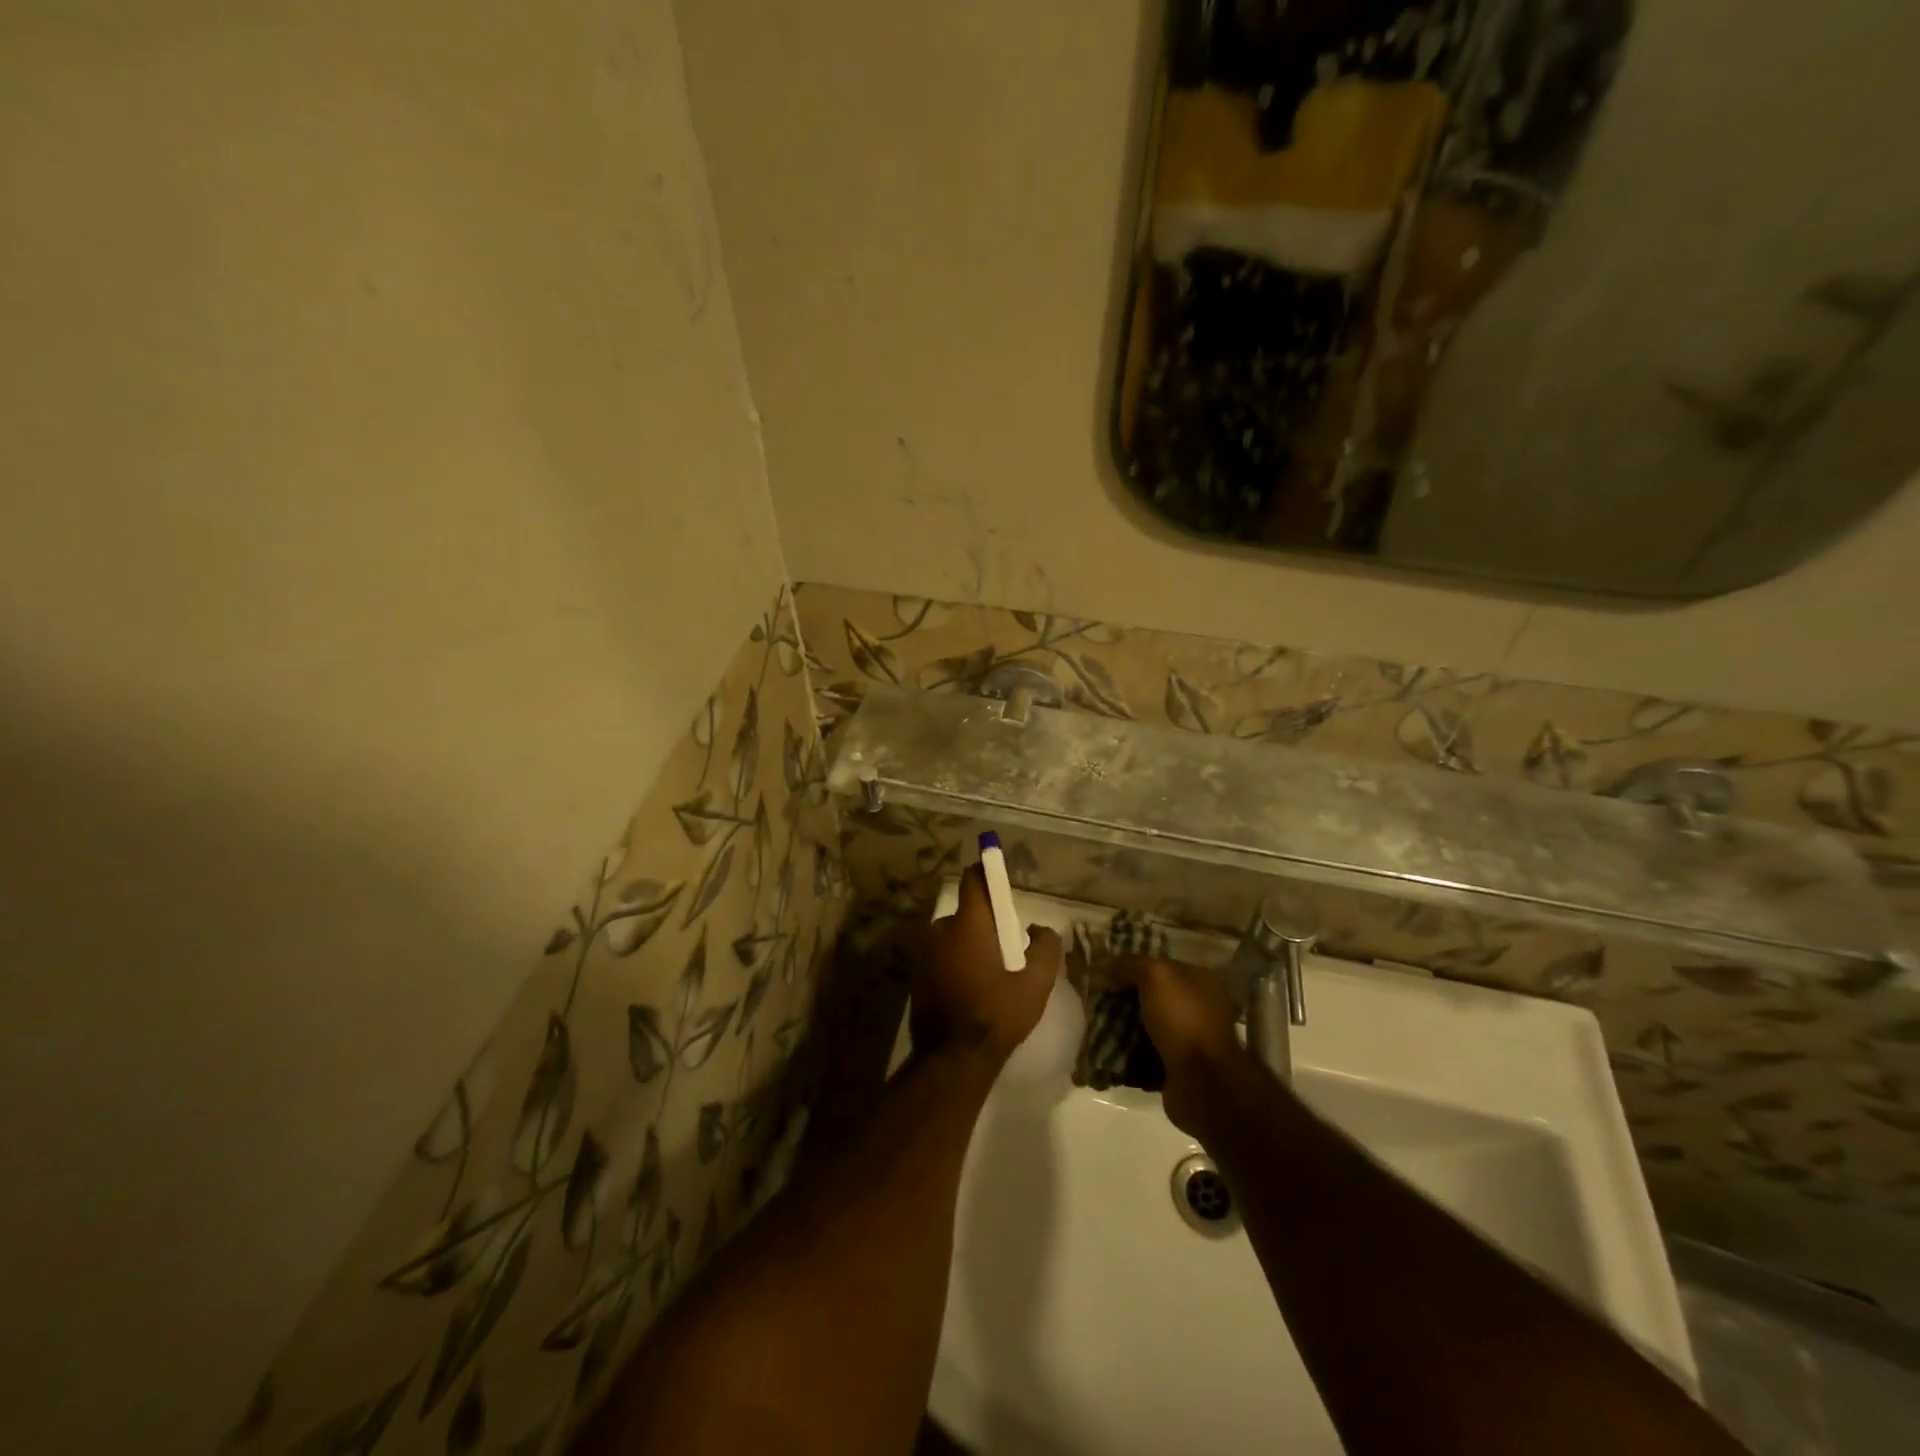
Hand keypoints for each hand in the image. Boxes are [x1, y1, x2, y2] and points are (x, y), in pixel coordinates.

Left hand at [911, 865, 1062, 1060]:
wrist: (953, 1059)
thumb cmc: (998, 1014)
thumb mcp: (1036, 984)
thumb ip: (1046, 948)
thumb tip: (1041, 930)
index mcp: (969, 924)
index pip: (974, 880)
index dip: (987, 872)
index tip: (1000, 878)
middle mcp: (940, 930)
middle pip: (967, 912)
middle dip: (985, 923)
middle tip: (1006, 947)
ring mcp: (923, 952)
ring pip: (953, 936)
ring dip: (968, 945)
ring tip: (989, 973)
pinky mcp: (916, 974)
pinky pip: (941, 956)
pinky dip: (954, 962)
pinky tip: (970, 988)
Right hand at [1110, 956, 1257, 1139]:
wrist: (1202, 1084)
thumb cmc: (1182, 1020)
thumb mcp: (1155, 977)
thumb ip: (1129, 965)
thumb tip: (1103, 966)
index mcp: (1200, 981)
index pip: (1160, 965)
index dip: (1131, 966)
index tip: (1102, 971)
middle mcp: (1198, 1008)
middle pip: (1151, 996)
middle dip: (1123, 997)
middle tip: (1094, 999)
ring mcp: (1189, 1040)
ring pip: (1146, 1025)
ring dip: (1122, 1026)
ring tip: (1093, 1024)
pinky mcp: (1177, 1068)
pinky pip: (1144, 1054)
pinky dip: (1127, 1053)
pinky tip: (1105, 1050)